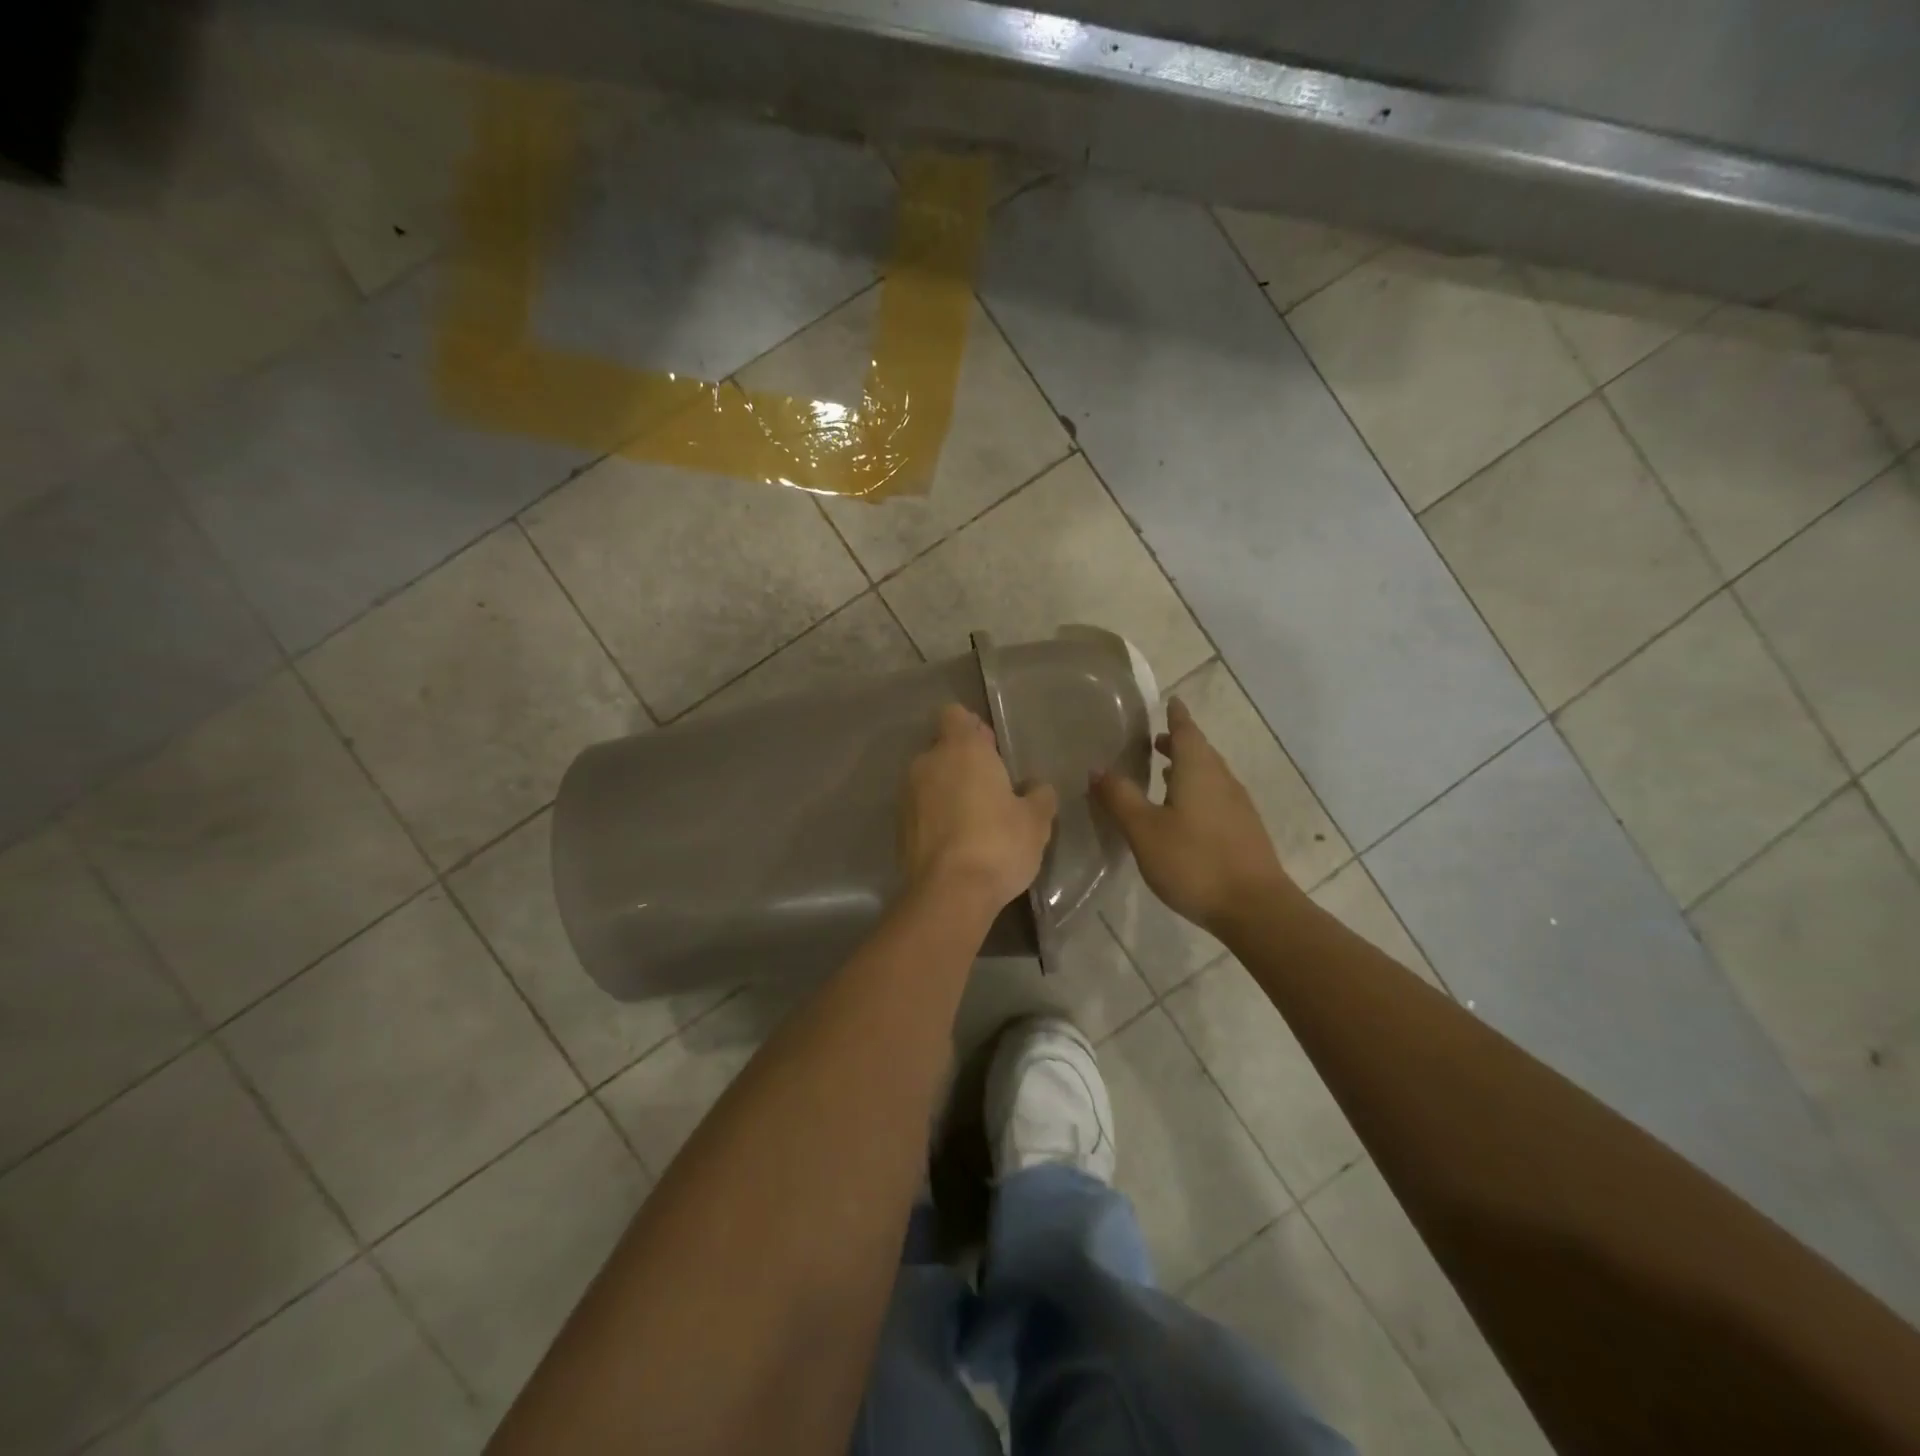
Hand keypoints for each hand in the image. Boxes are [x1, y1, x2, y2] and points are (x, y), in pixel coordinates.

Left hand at [901, 705, 1057, 911]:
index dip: (972, 728)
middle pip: (942, 747)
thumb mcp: (1035, 821)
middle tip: (991, 787)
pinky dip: (935, 816)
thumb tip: (1037, 788)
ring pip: (929, 779)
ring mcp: (908, 795)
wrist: (949, 893)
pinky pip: (920, 808)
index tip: (992, 749)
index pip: (955, 715)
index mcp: (961, 749)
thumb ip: (1038, 796)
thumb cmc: (999, 843)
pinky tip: (956, 841)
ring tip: (974, 817)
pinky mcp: (899, 826)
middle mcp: (928, 763)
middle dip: (962, 761)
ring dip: (947, 789)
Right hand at [1094, 696, 1297, 936]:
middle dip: (1180, 742)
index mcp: (1198, 771)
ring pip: (1210, 775)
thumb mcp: (1144, 830)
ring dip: (1188, 768)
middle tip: (1156, 740)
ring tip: (1164, 773)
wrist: (1254, 908)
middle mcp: (1222, 780)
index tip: (1171, 701)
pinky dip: (1197, 791)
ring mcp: (1237, 806)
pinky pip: (1216, 797)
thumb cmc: (1194, 862)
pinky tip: (1184, 812)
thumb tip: (1097, 768)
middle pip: (1201, 752)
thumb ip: (1120, 797)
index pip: (1187, 731)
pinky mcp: (1244, 831)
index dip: (1177, 716)